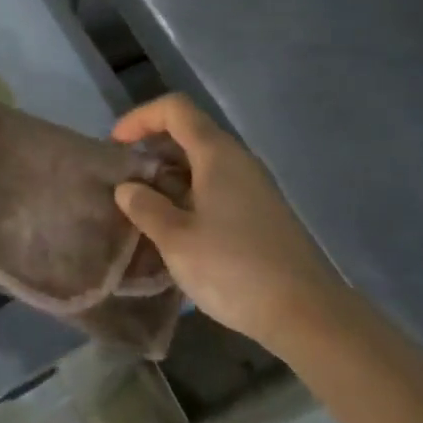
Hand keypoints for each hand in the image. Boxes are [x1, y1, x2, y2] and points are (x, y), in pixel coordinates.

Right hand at [112, 94, 343, 351]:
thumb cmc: (234, 269)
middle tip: (124, 182)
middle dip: (151, 150)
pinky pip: (216, 188)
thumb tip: (128, 189)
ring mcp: (253, 187)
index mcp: (217, 154)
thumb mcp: (176, 240)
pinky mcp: (261, 213)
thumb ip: (145, 208)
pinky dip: (188, 196)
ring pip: (202, 164)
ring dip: (168, 177)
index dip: (140, 118)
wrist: (306, 313)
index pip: (175, 109)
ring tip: (142, 209)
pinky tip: (174, 231)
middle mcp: (237, 160)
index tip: (116, 146)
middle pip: (189, 133)